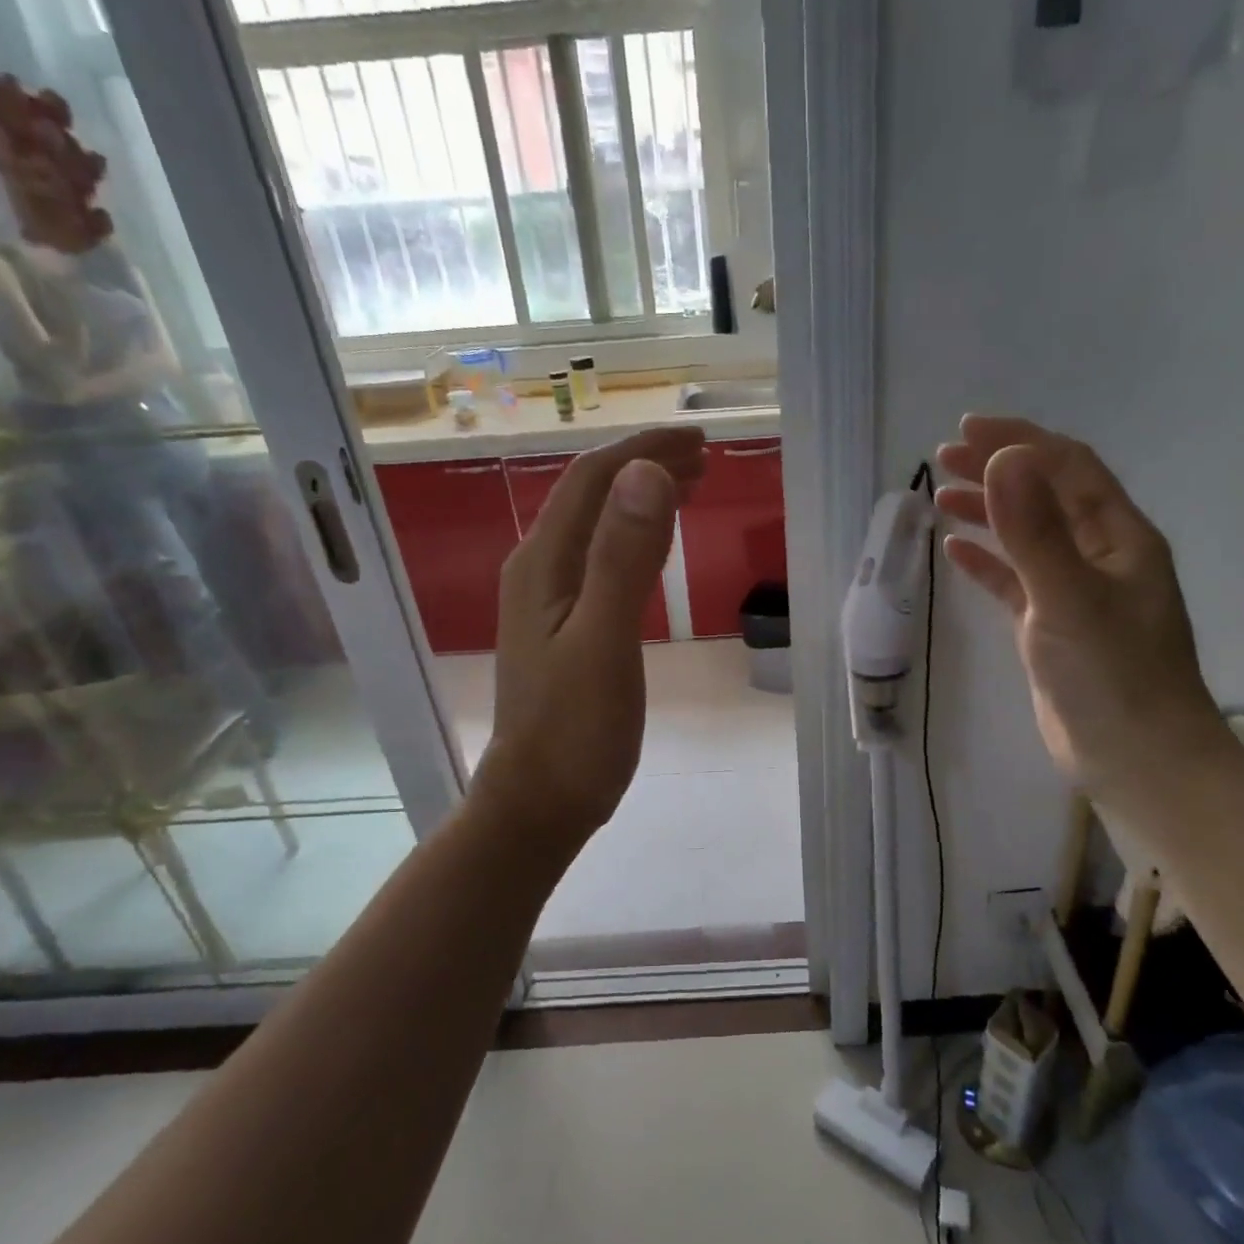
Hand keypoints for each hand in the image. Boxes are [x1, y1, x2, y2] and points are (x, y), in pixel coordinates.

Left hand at [472, 426, 706, 840]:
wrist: (539, 801)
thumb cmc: (575, 730)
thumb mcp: (604, 642)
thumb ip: (621, 559)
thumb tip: (646, 473)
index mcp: (544, 564)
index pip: (594, 480)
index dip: (644, 450)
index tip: (699, 442)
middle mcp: (539, 570)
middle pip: (592, 496)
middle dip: (645, 465)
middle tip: (704, 458)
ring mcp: (548, 599)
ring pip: (597, 527)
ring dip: (641, 497)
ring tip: (689, 484)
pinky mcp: (564, 626)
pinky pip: (601, 560)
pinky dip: (635, 537)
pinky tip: (656, 546)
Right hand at [937, 414, 1226, 795]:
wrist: (1137, 761)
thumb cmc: (1112, 677)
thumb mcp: (1068, 598)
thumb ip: (1034, 531)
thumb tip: (1003, 458)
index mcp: (1119, 537)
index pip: (1068, 467)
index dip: (1020, 441)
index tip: (966, 430)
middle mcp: (1102, 556)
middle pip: (1046, 495)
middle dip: (998, 470)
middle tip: (944, 458)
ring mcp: (1077, 593)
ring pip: (1029, 537)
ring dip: (989, 512)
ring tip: (941, 496)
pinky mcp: (1054, 628)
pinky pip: (1017, 581)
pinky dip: (988, 562)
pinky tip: (955, 551)